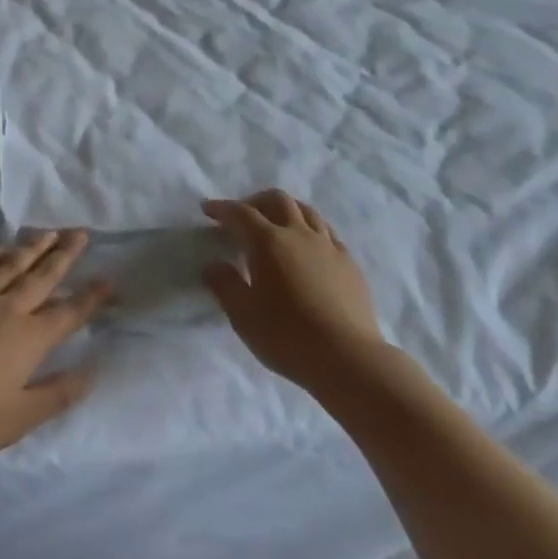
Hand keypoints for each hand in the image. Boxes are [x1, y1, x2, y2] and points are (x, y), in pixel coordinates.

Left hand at [0, 230, 109, 461]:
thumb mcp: (18, 418)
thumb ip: (57, 394)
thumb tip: (92, 371)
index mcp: (29, 339)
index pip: (69, 313)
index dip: (91, 297)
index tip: (109, 280)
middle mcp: (7, 310)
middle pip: (42, 276)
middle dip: (65, 254)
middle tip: (81, 232)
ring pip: (10, 266)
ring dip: (32, 248)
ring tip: (49, 232)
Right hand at [203, 191, 383, 392]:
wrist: (347, 358)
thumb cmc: (286, 336)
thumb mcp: (243, 315)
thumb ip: (225, 285)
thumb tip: (215, 265)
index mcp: (268, 242)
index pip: (241, 213)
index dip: (222, 208)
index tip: (208, 209)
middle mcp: (299, 234)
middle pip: (278, 200)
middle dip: (256, 201)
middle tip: (243, 216)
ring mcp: (328, 246)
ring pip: (306, 211)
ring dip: (286, 210)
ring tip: (276, 225)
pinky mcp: (349, 263)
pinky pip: (327, 233)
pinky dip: (311, 230)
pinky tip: (308, 249)